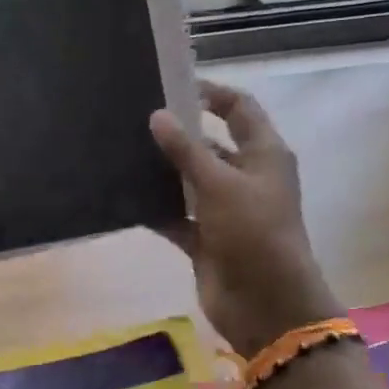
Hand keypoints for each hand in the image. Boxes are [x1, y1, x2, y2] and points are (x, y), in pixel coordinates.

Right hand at [150, 81, 340, 355]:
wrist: (265, 303)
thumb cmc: (253, 232)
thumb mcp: (219, 184)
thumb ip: (187, 150)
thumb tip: (158, 115)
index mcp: (264, 155)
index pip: (240, 110)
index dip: (212, 94)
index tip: (172, 85)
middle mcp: (246, 178)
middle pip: (211, 146)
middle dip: (178, 134)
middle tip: (136, 120)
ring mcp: (225, 211)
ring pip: (190, 183)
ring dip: (163, 172)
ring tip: (123, 153)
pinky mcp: (206, 240)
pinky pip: (177, 217)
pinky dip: (157, 210)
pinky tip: (125, 198)